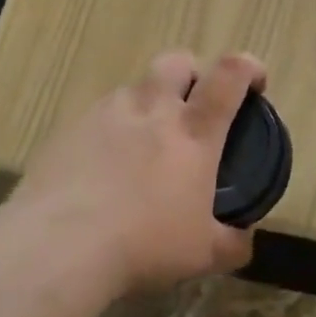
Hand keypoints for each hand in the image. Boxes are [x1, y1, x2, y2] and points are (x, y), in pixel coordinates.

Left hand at [14, 50, 265, 292]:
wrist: (59, 245)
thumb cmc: (144, 245)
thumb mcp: (202, 254)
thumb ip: (232, 243)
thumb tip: (244, 240)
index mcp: (193, 132)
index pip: (229, 77)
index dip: (249, 67)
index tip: (256, 81)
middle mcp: (151, 109)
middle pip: (177, 61)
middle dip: (193, 72)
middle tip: (194, 104)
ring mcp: (105, 113)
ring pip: (135, 88)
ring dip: (148, 103)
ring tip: (144, 143)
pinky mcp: (69, 128)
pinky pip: (98, 115)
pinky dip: (111, 129)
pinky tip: (103, 166)